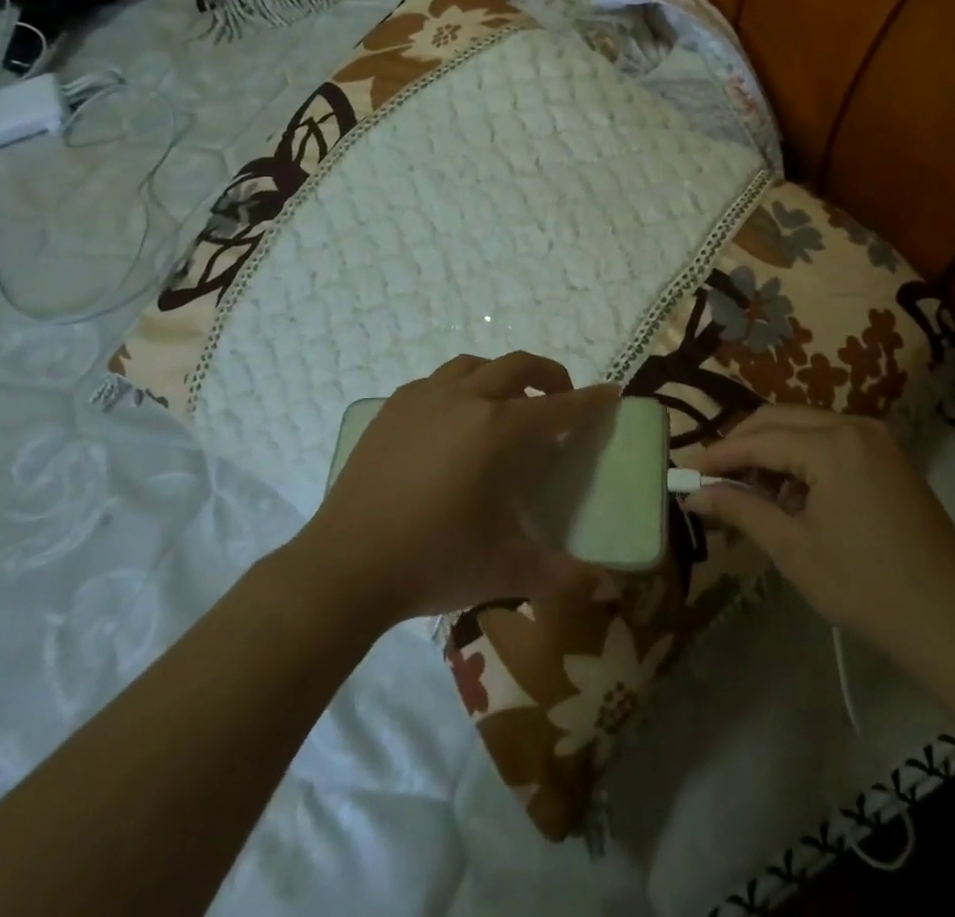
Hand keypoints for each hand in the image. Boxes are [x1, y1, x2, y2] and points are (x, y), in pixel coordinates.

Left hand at [298, 352, 617, 625]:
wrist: (344, 567)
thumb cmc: (433, 561)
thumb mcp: (505, 569)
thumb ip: (563, 575)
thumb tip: (610, 588)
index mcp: (497, 430)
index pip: (558, 407)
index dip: (589, 401)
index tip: (610, 393)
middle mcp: (464, 400)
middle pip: (517, 366)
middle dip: (548, 375)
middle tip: (560, 398)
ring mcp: (423, 398)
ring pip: (474, 366)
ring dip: (501, 376)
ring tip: (507, 405)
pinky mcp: (392, 408)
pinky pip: (437, 382)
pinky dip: (460, 388)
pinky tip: (454, 421)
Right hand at [686, 405, 954, 664]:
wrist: (952, 620)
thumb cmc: (866, 588)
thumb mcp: (794, 550)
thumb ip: (741, 510)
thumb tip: (694, 493)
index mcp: (832, 445)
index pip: (759, 439)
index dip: (719, 455)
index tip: (686, 472)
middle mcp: (854, 425)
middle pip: (780, 418)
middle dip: (743, 444)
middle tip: (712, 478)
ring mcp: (876, 438)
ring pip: (805, 425)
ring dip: (772, 449)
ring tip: (749, 491)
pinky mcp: (888, 455)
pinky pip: (831, 439)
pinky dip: (802, 456)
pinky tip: (791, 494)